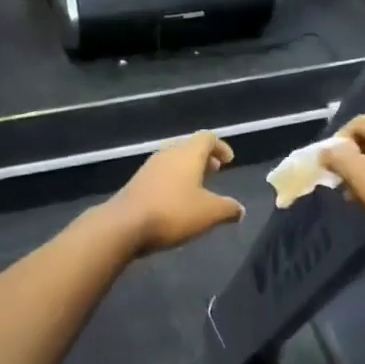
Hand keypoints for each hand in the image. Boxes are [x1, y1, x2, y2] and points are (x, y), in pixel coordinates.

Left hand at [105, 131, 244, 254]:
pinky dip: (174, 181)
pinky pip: (162, 175)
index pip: (207, 138)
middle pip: (189, 147)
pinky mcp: (137, 182)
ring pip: (174, 161)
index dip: (221, 146)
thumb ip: (228, 209)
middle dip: (205, 158)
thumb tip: (239, 209)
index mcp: (188, 153)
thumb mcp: (209, 213)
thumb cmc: (173, 212)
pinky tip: (177, 201)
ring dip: (188, 171)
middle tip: (216, 171)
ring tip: (198, 189)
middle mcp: (168, 154)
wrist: (124, 225)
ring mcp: (150, 167)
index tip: (229, 160)